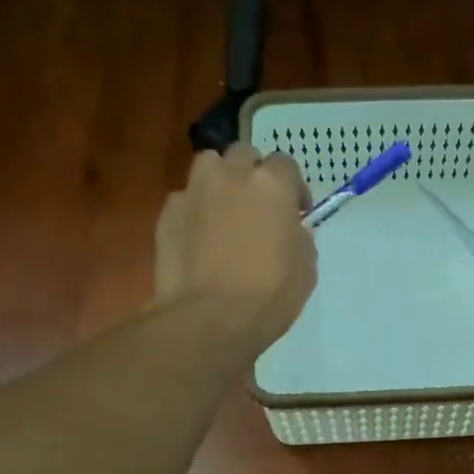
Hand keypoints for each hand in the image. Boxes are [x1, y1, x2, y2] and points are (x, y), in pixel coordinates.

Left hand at [156, 144, 316, 350]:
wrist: (209, 318)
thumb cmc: (269, 296)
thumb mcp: (305, 269)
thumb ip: (300, 238)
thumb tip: (291, 229)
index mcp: (272, 186)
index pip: (286, 164)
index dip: (293, 187)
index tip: (296, 212)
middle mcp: (232, 177)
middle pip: (243, 154)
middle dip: (253, 173)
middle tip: (258, 206)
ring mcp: (194, 192)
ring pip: (208, 165)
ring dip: (220, 180)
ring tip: (225, 211)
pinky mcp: (167, 214)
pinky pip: (184, 199)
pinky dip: (194, 211)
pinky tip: (199, 238)